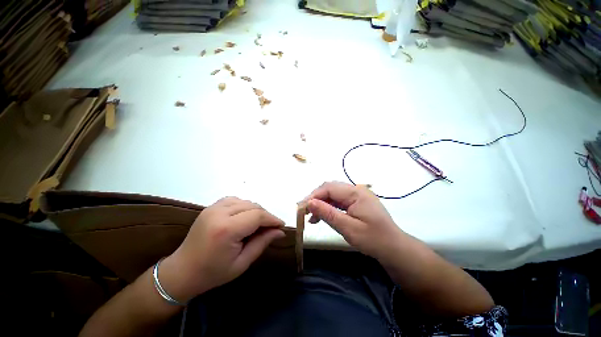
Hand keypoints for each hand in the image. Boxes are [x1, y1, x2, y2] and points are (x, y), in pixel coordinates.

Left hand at [160, 197, 284, 301]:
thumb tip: (280, 231)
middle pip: (253, 206)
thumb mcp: (242, 263)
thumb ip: (262, 243)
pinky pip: (234, 200)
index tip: (281, 225)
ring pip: (245, 201)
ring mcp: (213, 208)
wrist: (182, 271)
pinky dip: (244, 206)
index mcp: (226, 229)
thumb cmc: (213, 273)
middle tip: (271, 227)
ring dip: (256, 210)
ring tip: (259, 223)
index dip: (272, 219)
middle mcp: (219, 213)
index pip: (257, 215)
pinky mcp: (210, 207)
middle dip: (266, 215)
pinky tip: (245, 216)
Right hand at [303, 182, 404, 262]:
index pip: (329, 188)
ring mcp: (357, 195)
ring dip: (321, 203)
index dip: (313, 196)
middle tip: (304, 212)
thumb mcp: (348, 228)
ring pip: (333, 194)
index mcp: (356, 193)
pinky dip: (329, 206)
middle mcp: (356, 189)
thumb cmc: (373, 239)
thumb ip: (328, 213)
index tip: (301, 207)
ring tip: (311, 217)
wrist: (393, 248)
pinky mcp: (357, 202)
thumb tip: (309, 203)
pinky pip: (339, 200)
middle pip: (330, 188)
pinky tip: (322, 216)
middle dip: (316, 198)